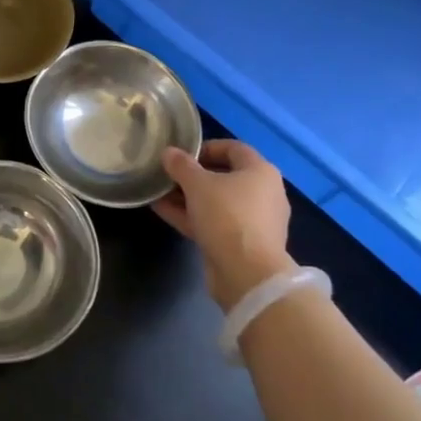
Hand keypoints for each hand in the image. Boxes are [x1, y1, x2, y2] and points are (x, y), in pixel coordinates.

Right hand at [153, 140, 295, 308]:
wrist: (247, 274)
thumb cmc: (227, 216)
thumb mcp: (198, 184)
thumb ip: (181, 166)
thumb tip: (168, 152)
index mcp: (260, 171)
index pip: (233, 148)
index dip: (205, 147)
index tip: (180, 153)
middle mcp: (262, 193)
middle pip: (224, 176)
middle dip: (192, 175)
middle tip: (167, 174)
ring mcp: (253, 221)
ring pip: (216, 202)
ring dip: (187, 197)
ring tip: (158, 192)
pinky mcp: (241, 244)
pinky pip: (213, 222)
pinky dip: (191, 215)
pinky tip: (162, 210)